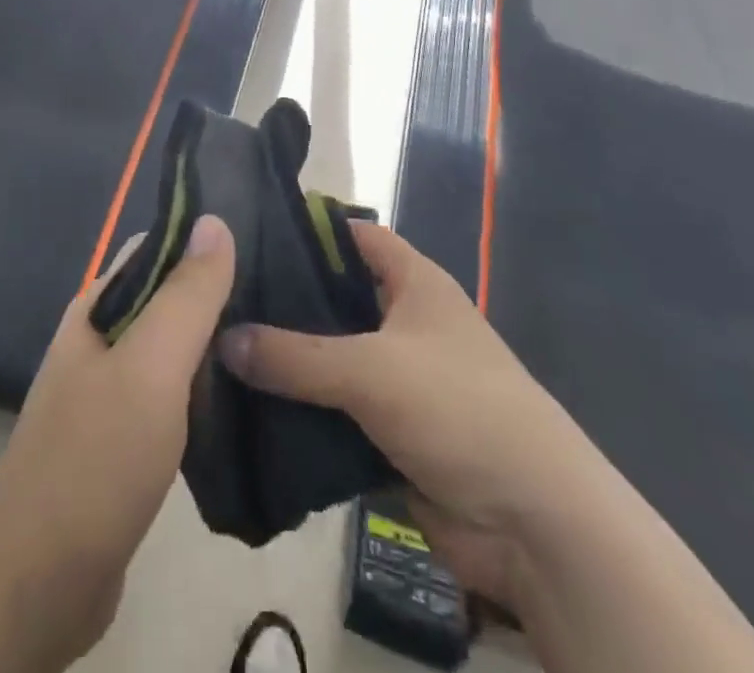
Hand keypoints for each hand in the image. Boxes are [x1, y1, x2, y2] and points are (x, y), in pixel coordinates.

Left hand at [0, 214, 236, 670]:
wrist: (37, 587)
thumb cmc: (96, 460)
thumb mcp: (150, 367)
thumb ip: (186, 295)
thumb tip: (214, 219)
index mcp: (97, 309)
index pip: (157, 249)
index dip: (205, 240)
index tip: (264, 242)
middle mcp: (100, 341)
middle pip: (167, 297)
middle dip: (218, 294)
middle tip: (284, 298)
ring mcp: (109, 392)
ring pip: (173, 349)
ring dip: (216, 344)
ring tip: (278, 340)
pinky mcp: (124, 440)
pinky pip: (172, 395)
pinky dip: (206, 390)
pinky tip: (246, 397)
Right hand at [218, 221, 586, 601]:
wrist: (534, 524)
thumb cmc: (458, 409)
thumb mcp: (370, 370)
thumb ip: (294, 356)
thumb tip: (223, 338)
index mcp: (414, 283)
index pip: (354, 235)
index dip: (309, 229)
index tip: (250, 232)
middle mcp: (404, 322)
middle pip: (335, 299)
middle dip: (285, 302)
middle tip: (220, 297)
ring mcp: (398, 379)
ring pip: (330, 359)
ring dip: (287, 362)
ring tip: (219, 348)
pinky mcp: (390, 432)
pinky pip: (334, 411)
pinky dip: (300, 411)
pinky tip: (248, 409)